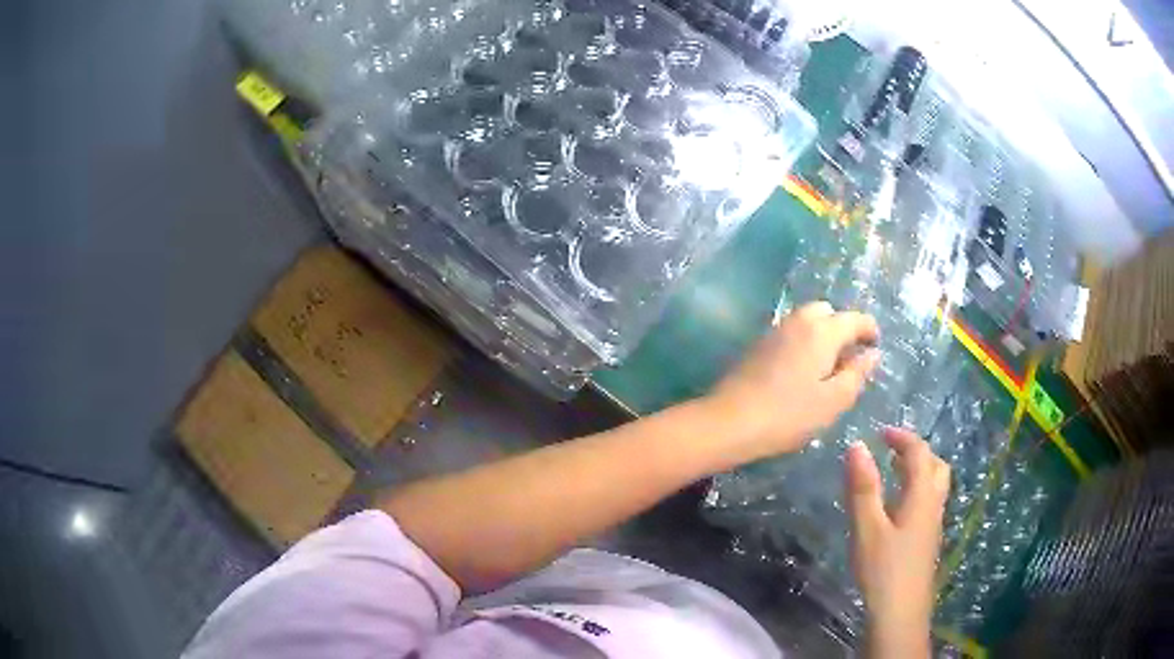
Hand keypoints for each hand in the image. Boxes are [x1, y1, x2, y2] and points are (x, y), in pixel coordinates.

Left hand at [705, 301, 880, 462]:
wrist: (729, 421)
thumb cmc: (789, 415)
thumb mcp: (833, 401)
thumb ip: (857, 374)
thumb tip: (873, 353)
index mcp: (822, 331)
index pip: (854, 319)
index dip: (869, 329)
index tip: (875, 345)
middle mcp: (798, 321)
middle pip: (828, 312)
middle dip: (842, 328)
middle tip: (849, 358)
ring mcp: (774, 331)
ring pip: (806, 320)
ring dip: (821, 334)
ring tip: (827, 367)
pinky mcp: (757, 344)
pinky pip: (790, 333)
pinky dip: (803, 342)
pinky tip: (801, 371)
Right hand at [846, 428, 949, 658]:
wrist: (900, 613)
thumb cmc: (883, 569)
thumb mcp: (867, 528)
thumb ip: (863, 488)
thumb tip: (857, 445)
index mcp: (921, 496)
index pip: (919, 453)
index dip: (902, 437)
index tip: (880, 432)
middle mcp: (933, 505)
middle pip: (936, 466)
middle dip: (916, 452)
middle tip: (891, 451)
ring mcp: (933, 525)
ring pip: (935, 486)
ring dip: (918, 471)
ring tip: (893, 474)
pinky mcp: (927, 542)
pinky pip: (928, 503)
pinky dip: (916, 491)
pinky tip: (895, 509)